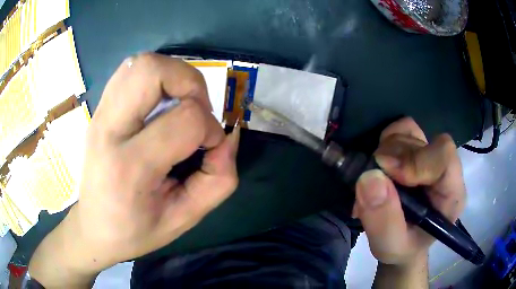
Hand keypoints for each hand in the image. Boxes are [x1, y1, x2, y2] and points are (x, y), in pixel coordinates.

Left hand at [29, 53, 239, 285]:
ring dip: (172, 75)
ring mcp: (100, 114)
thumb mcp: (184, 219)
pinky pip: (130, 71)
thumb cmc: (136, 231)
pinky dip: (155, 77)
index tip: (209, 149)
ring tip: (179, 105)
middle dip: (190, 82)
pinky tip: (159, 104)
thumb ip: (217, 180)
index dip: (211, 130)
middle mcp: (109, 130)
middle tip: (196, 110)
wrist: (94, 227)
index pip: (185, 120)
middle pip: (151, 70)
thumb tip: (227, 139)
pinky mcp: (99, 109)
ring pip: (140, 63)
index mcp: (129, 167)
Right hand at [352, 117, 465, 266]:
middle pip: (420, 142)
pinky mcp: (416, 150)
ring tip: (376, 180)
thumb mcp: (390, 246)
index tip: (385, 175)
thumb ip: (383, 220)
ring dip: (385, 151)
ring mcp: (429, 155)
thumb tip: (369, 178)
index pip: (444, 156)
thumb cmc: (402, 248)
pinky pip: (401, 129)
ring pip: (408, 132)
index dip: (415, 160)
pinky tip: (381, 163)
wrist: (403, 243)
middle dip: (392, 159)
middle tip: (371, 182)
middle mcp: (444, 168)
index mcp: (451, 193)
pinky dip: (386, 140)